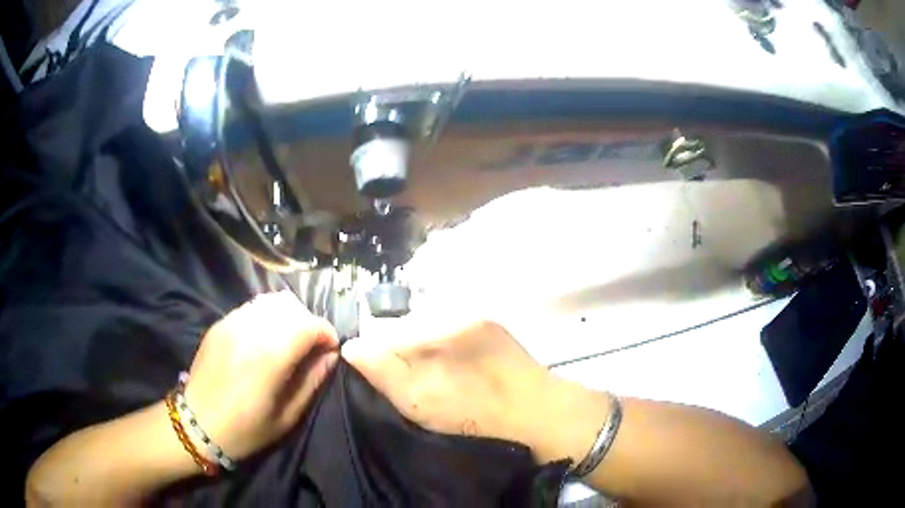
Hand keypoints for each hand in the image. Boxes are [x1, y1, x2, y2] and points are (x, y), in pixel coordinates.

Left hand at [183, 291, 338, 459]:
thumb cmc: (245, 429)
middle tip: (310, 349)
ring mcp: (231, 322)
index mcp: (269, 355)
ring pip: (271, 300)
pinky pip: (252, 308)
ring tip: (288, 342)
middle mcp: (250, 329)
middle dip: (309, 323)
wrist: (196, 424)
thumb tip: (331, 357)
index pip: (309, 324)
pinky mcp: (220, 323)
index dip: (327, 334)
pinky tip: (264, 341)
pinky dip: (267, 317)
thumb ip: (312, 382)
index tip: (330, 351)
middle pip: (292, 306)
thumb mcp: (287, 416)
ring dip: (288, 317)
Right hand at [342, 318, 599, 463]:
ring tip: (432, 385)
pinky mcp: (494, 334)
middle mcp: (459, 312)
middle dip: (400, 356)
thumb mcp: (422, 400)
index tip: (381, 383)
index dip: (378, 358)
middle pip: (410, 331)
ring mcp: (480, 321)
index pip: (387, 331)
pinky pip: (454, 340)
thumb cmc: (478, 413)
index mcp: (441, 323)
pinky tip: (453, 378)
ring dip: (423, 356)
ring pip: (432, 336)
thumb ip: (382, 370)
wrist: (542, 417)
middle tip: (408, 388)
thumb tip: (352, 345)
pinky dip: (445, 357)